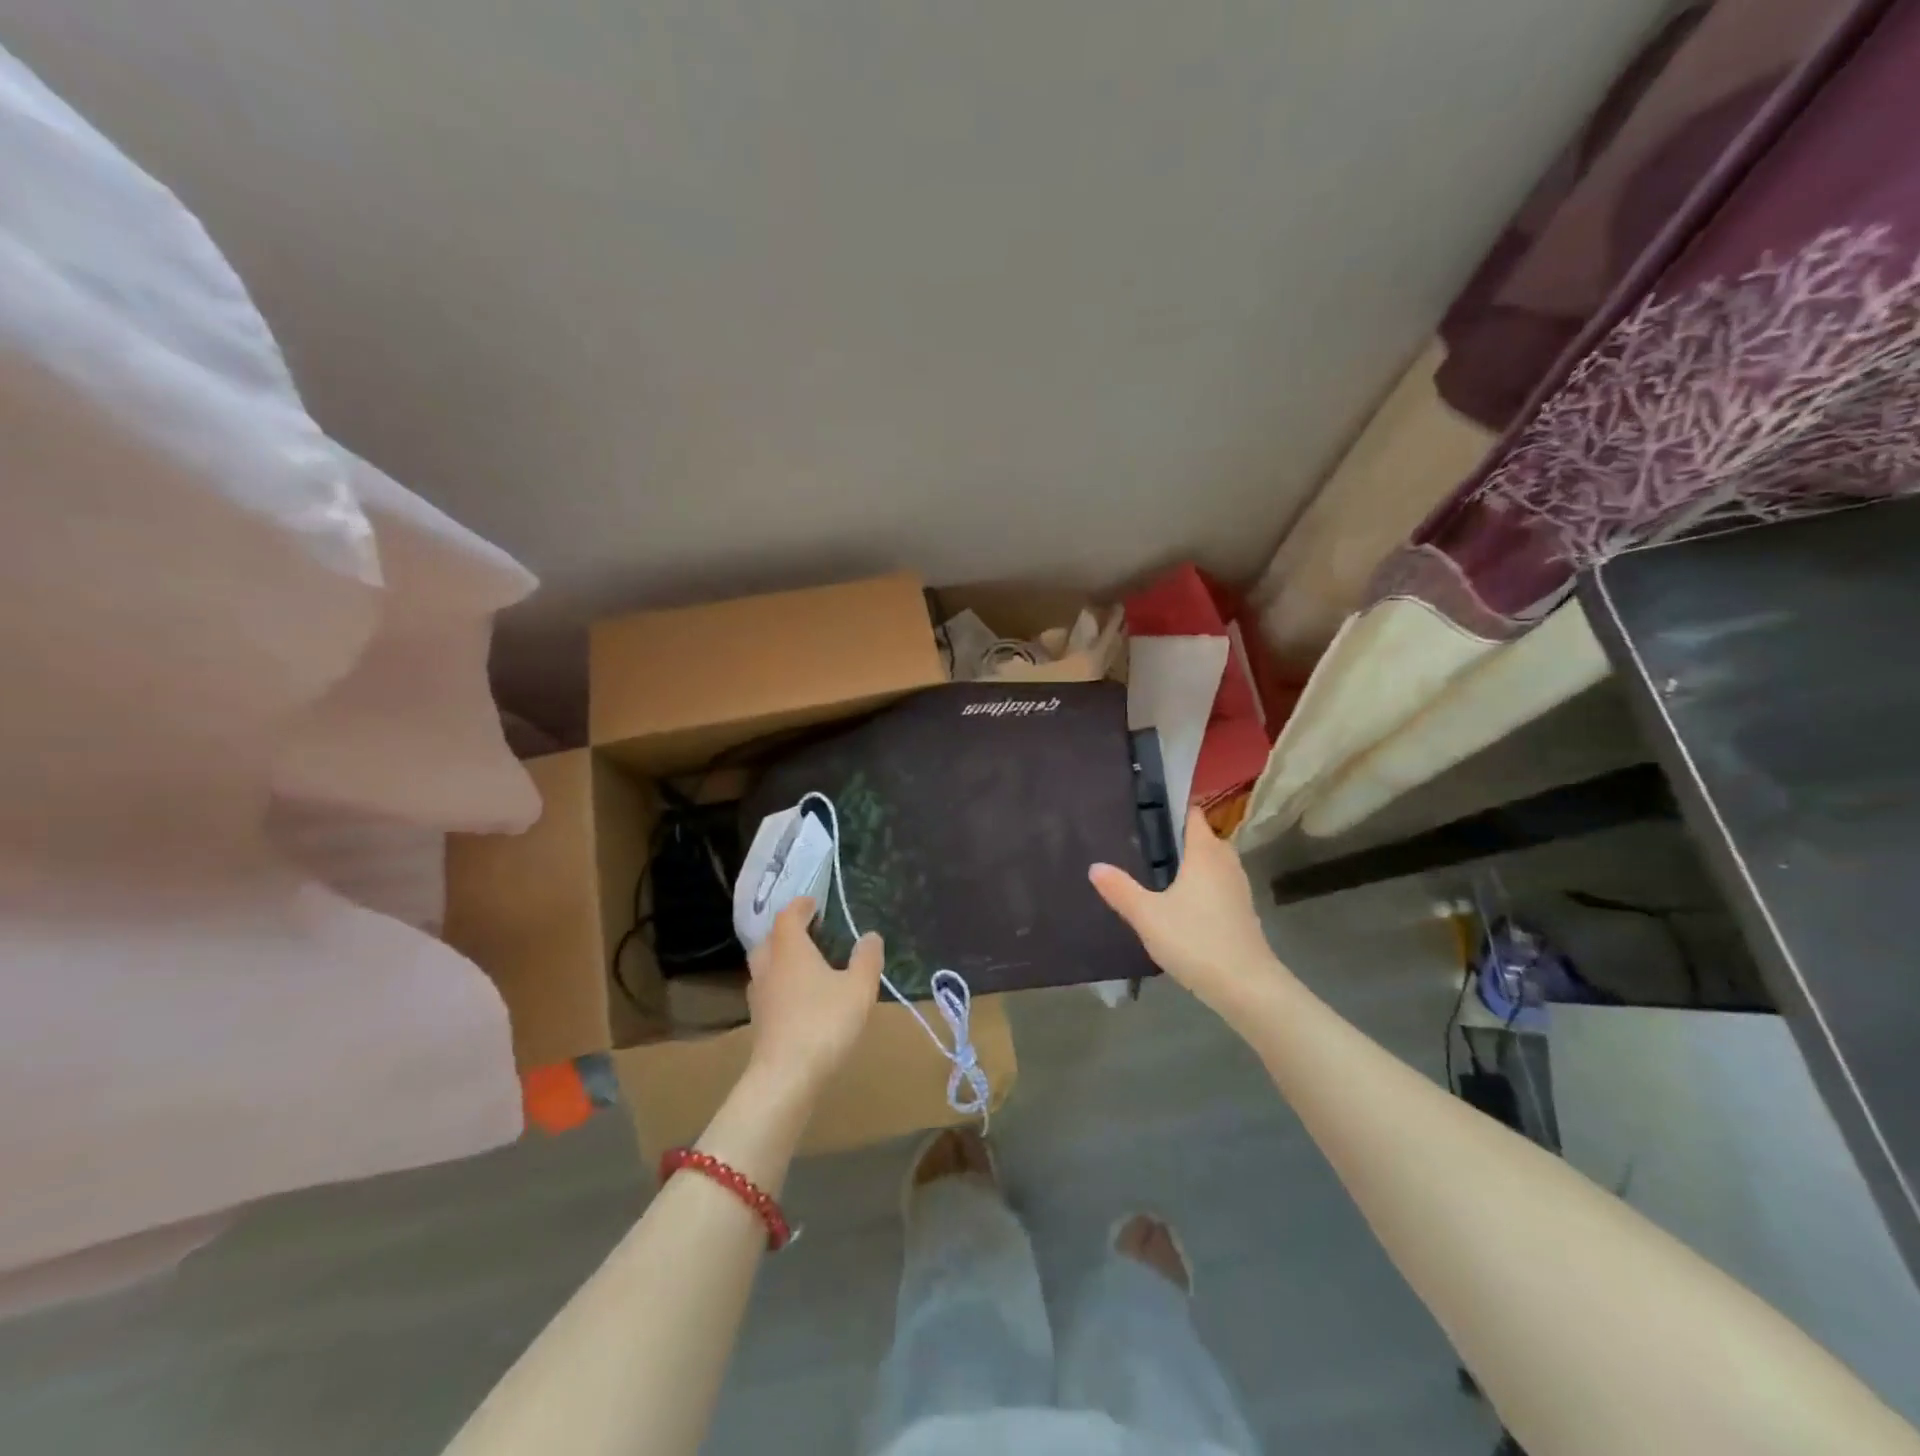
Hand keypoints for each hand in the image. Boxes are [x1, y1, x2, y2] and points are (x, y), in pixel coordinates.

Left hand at [744, 898, 884, 1099]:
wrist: (786, 1077)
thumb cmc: (824, 1022)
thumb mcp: (858, 988)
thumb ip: (866, 958)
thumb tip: (870, 936)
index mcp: (790, 949)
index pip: (788, 917)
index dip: (800, 906)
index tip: (812, 902)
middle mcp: (768, 967)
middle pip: (769, 940)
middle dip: (786, 932)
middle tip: (807, 932)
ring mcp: (759, 997)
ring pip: (765, 967)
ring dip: (781, 960)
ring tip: (804, 965)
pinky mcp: (759, 1023)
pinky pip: (768, 992)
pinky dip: (780, 986)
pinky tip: (799, 999)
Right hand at [1090, 807, 1287, 1013]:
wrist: (1246, 986)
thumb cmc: (1195, 940)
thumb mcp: (1147, 915)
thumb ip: (1120, 889)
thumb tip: (1095, 866)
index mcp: (1205, 852)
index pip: (1193, 814)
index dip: (1172, 807)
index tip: (1146, 808)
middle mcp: (1226, 862)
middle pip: (1203, 837)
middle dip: (1179, 836)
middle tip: (1145, 841)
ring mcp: (1238, 887)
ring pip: (1213, 862)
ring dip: (1191, 862)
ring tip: (1158, 869)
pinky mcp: (1243, 910)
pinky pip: (1218, 883)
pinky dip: (1201, 884)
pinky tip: (1180, 901)